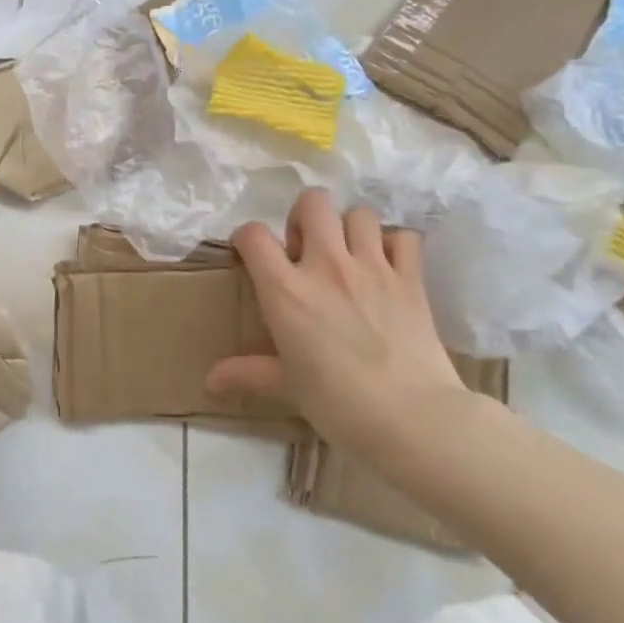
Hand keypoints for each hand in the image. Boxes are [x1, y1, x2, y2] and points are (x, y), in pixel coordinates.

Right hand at [207, 188, 472, 464]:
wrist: (414, 420)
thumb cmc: (338, 405)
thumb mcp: (287, 386)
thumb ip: (248, 373)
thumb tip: (209, 382)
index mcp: (287, 290)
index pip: (253, 235)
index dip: (247, 238)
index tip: (252, 256)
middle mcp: (327, 266)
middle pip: (313, 202)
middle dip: (305, 217)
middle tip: (306, 250)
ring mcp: (373, 267)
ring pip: (359, 213)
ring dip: (350, 228)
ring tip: (349, 256)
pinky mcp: (411, 279)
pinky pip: (404, 238)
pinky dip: (395, 246)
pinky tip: (389, 268)